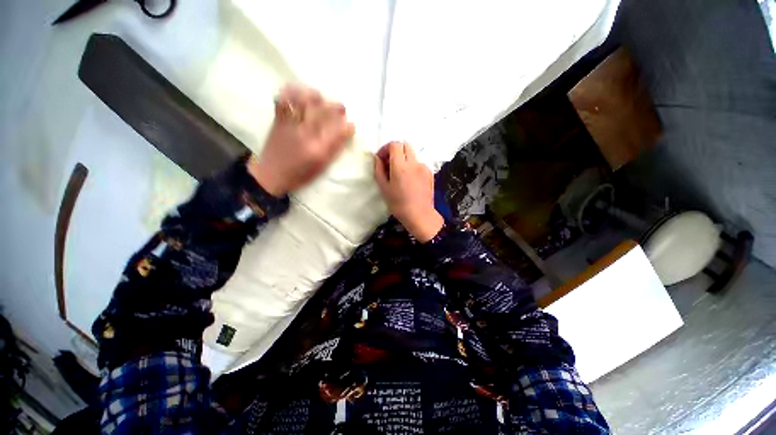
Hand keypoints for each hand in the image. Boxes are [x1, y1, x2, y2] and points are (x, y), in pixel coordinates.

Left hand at [248, 85, 354, 196]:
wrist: (271, 175)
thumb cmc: (300, 174)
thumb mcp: (322, 166)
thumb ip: (335, 148)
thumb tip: (346, 132)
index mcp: (318, 149)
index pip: (338, 131)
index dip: (348, 126)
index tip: (351, 125)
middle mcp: (305, 134)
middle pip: (323, 112)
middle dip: (336, 107)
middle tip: (341, 109)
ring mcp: (290, 125)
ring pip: (304, 100)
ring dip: (315, 96)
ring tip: (321, 99)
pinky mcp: (278, 120)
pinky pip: (283, 99)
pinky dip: (292, 91)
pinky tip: (300, 93)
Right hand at [374, 141, 443, 242]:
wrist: (420, 215)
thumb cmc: (399, 204)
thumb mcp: (384, 188)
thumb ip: (379, 170)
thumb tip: (378, 158)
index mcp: (400, 166)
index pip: (395, 144)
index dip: (386, 148)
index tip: (382, 158)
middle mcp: (414, 163)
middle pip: (405, 145)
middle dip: (395, 150)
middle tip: (390, 163)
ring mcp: (423, 167)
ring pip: (412, 154)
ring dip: (404, 158)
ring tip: (400, 173)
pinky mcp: (429, 172)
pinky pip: (419, 163)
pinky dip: (412, 166)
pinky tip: (410, 179)